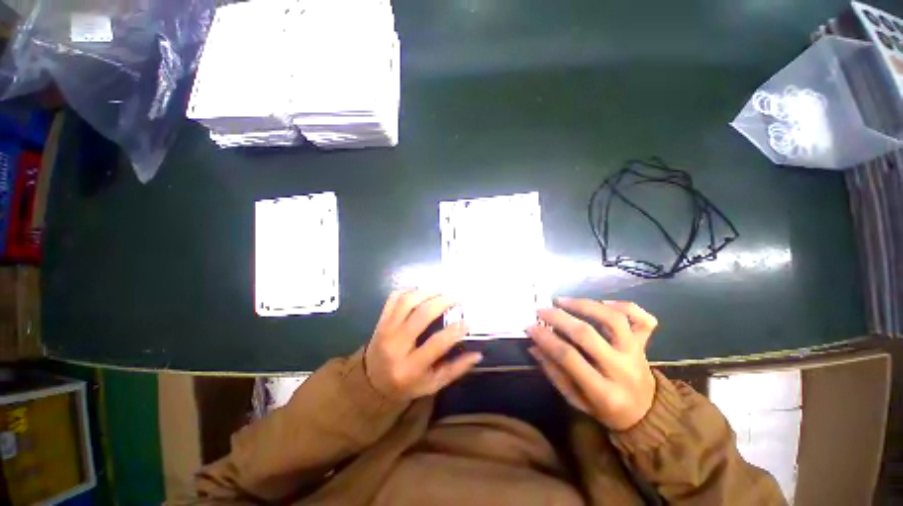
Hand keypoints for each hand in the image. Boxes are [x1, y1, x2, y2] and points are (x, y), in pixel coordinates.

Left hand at [365, 290, 482, 400]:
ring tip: (442, 291)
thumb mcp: (432, 385)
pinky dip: (409, 290)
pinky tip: (422, 292)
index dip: (455, 331)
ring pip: (407, 301)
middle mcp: (396, 345)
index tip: (468, 321)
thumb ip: (455, 370)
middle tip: (456, 298)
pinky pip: (394, 298)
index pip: (436, 344)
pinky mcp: (381, 320)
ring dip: (427, 292)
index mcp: (410, 367)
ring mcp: (386, 329)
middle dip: (442, 302)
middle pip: (421, 315)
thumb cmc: (407, 384)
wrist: (372, 382)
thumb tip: (477, 354)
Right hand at [526, 298, 657, 430]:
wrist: (645, 413)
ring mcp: (636, 354)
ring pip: (614, 320)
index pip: (569, 358)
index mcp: (604, 392)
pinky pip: (643, 319)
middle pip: (588, 335)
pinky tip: (604, 302)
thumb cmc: (604, 409)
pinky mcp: (645, 344)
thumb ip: (555, 373)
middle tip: (542, 311)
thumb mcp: (576, 400)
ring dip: (585, 305)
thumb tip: (534, 346)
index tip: (530, 327)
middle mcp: (622, 370)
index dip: (547, 339)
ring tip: (563, 301)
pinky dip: (626, 306)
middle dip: (559, 319)